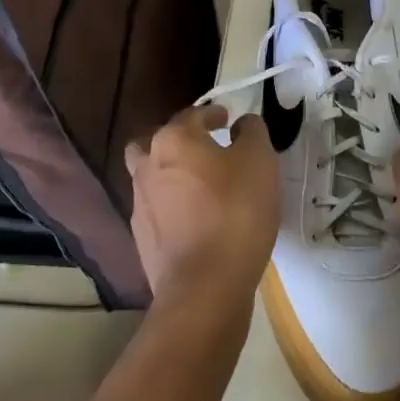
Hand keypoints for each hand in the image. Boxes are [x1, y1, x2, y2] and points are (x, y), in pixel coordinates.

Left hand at [124, 105, 279, 316]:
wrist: (204, 286)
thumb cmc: (235, 212)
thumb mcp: (259, 161)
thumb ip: (252, 132)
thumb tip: (242, 123)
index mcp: (173, 140)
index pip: (192, 115)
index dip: (212, 114)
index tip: (228, 120)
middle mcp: (148, 165)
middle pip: (156, 142)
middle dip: (179, 141)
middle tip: (206, 149)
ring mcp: (139, 204)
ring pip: (151, 176)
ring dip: (171, 174)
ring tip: (201, 186)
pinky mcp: (142, 238)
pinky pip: (157, 210)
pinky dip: (173, 206)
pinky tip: (196, 219)